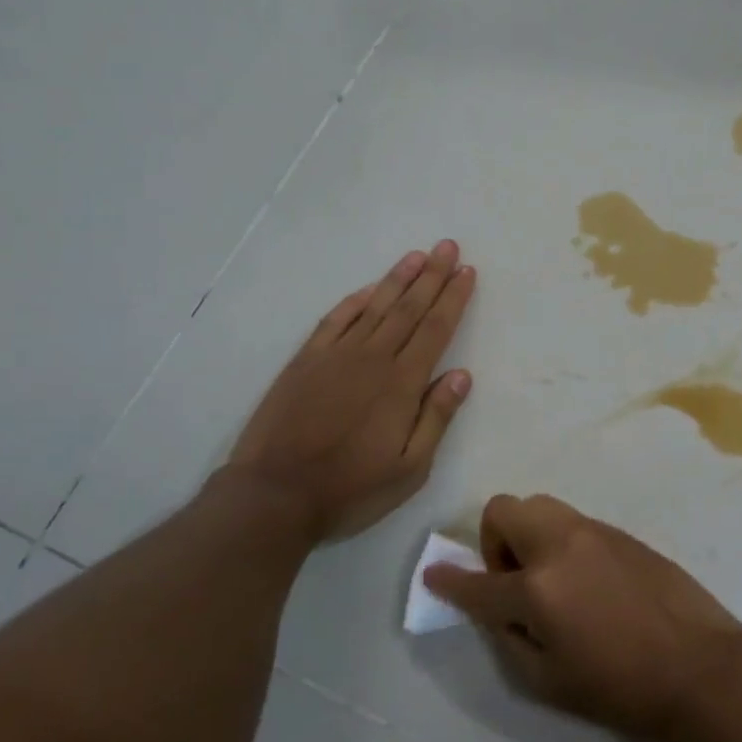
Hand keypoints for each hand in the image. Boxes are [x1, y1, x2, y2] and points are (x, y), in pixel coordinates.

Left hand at [223, 241, 475, 541]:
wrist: (274, 495)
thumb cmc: (350, 489)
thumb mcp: (410, 469)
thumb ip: (436, 418)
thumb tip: (462, 375)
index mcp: (402, 384)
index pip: (435, 330)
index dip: (453, 299)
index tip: (467, 272)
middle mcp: (372, 359)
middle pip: (408, 309)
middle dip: (432, 276)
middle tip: (447, 247)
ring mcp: (335, 356)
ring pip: (374, 306)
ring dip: (398, 278)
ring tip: (417, 255)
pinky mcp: (306, 361)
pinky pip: (335, 319)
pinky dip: (356, 300)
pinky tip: (369, 289)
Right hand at [424, 494, 741, 741]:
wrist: (700, 666)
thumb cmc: (621, 688)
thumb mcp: (548, 682)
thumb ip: (509, 639)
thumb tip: (494, 609)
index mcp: (538, 588)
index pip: (478, 582)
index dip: (450, 581)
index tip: (435, 574)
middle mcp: (560, 545)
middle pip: (504, 509)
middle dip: (496, 541)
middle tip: (515, 582)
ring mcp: (593, 531)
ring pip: (540, 506)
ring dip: (529, 535)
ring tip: (551, 580)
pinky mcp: (621, 532)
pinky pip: (573, 522)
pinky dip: (561, 542)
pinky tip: (587, 581)